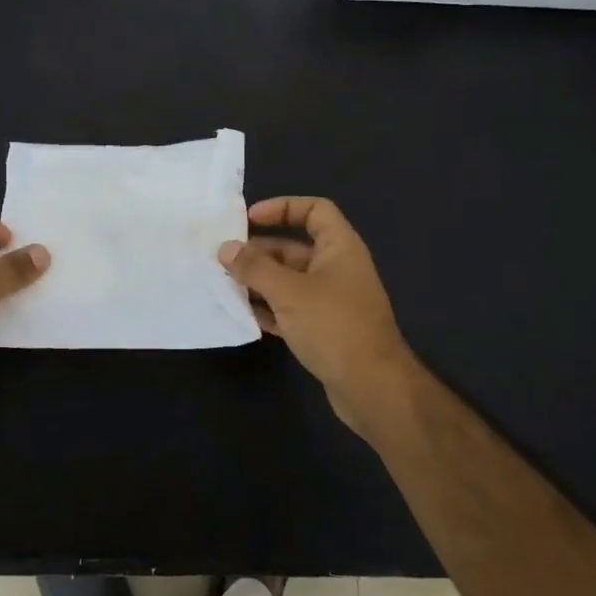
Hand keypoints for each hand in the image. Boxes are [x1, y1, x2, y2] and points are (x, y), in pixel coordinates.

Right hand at [219, 196, 420, 437]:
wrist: (372, 388)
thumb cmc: (333, 326)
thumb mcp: (289, 292)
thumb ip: (255, 268)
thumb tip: (225, 248)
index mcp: (339, 248)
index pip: (314, 210)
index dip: (282, 207)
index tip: (248, 219)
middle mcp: (337, 269)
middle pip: (294, 247)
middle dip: (259, 251)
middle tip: (223, 258)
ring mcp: (331, 301)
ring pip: (288, 281)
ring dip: (258, 282)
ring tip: (224, 285)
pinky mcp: (323, 329)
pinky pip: (290, 309)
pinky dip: (268, 308)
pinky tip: (242, 314)